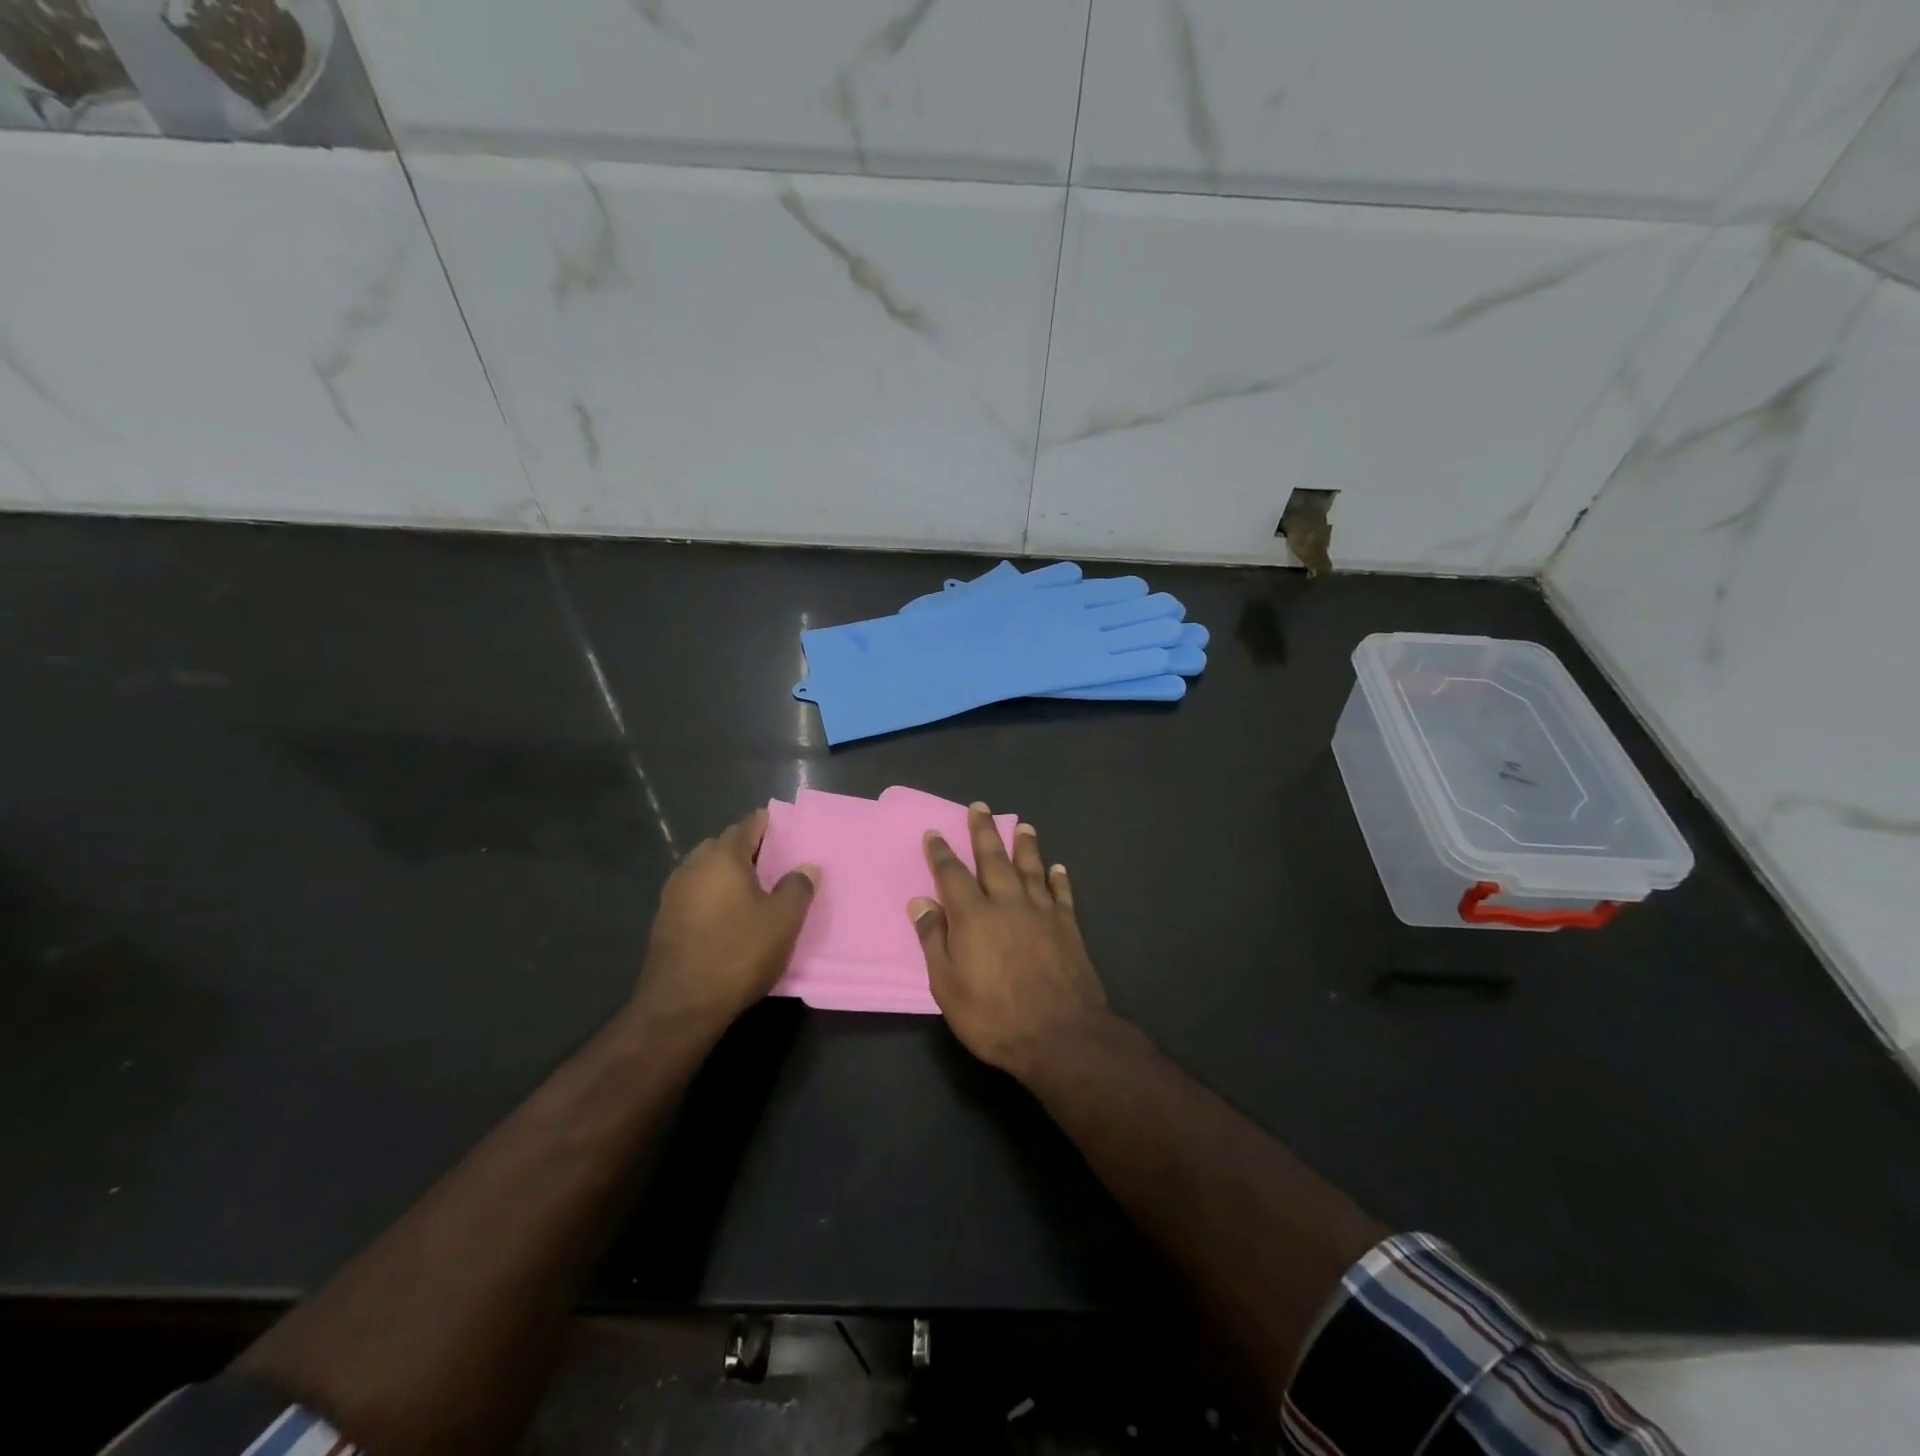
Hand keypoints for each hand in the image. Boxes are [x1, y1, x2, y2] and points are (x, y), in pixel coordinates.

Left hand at [633, 809, 817, 1038]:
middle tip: (776, 865)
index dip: (769, 825)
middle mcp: (693, 866)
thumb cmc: (738, 953)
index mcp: (722, 857)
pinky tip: (730, 918)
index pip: (747, 825)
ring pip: (707, 871)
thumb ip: (798, 887)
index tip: (787, 831)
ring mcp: (673, 894)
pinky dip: (714, 897)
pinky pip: (696, 895)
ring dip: (729, 876)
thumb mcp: (783, 921)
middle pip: (724, 846)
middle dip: (748, 850)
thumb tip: (806, 866)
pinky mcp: (664, 921)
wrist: (681, 1006)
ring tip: (755, 893)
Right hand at [909, 804, 1109, 1077]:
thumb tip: (920, 901)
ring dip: (1025, 845)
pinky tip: (1057, 867)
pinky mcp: (1068, 927)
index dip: (941, 853)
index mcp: (973, 915)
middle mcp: (1007, 903)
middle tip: (980, 807)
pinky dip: (1058, 878)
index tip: (935, 833)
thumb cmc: (993, 1016)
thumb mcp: (947, 985)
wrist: (1060, 1035)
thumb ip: (933, 939)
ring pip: (1031, 868)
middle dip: (984, 831)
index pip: (952, 874)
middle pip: (993, 858)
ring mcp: (1041, 912)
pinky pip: (1061, 893)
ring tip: (1023, 825)